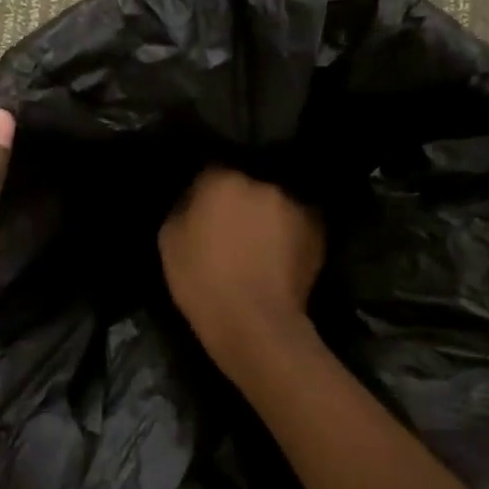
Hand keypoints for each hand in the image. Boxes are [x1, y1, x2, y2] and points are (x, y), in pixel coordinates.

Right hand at [159, 166, 324, 368]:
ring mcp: (296, 203)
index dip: (207, 186)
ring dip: (268, 210)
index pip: (212, 166)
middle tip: (233, 219)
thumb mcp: (170, 239)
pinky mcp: (318, 227)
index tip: (203, 203)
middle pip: (249, 178)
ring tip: (260, 236)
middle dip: (241, 195)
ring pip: (276, 198)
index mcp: (223, 178)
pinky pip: (297, 219)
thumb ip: (184, 205)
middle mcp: (264, 182)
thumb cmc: (202, 281)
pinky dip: (289, 229)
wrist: (254, 323)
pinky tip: (280, 250)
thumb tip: (196, 195)